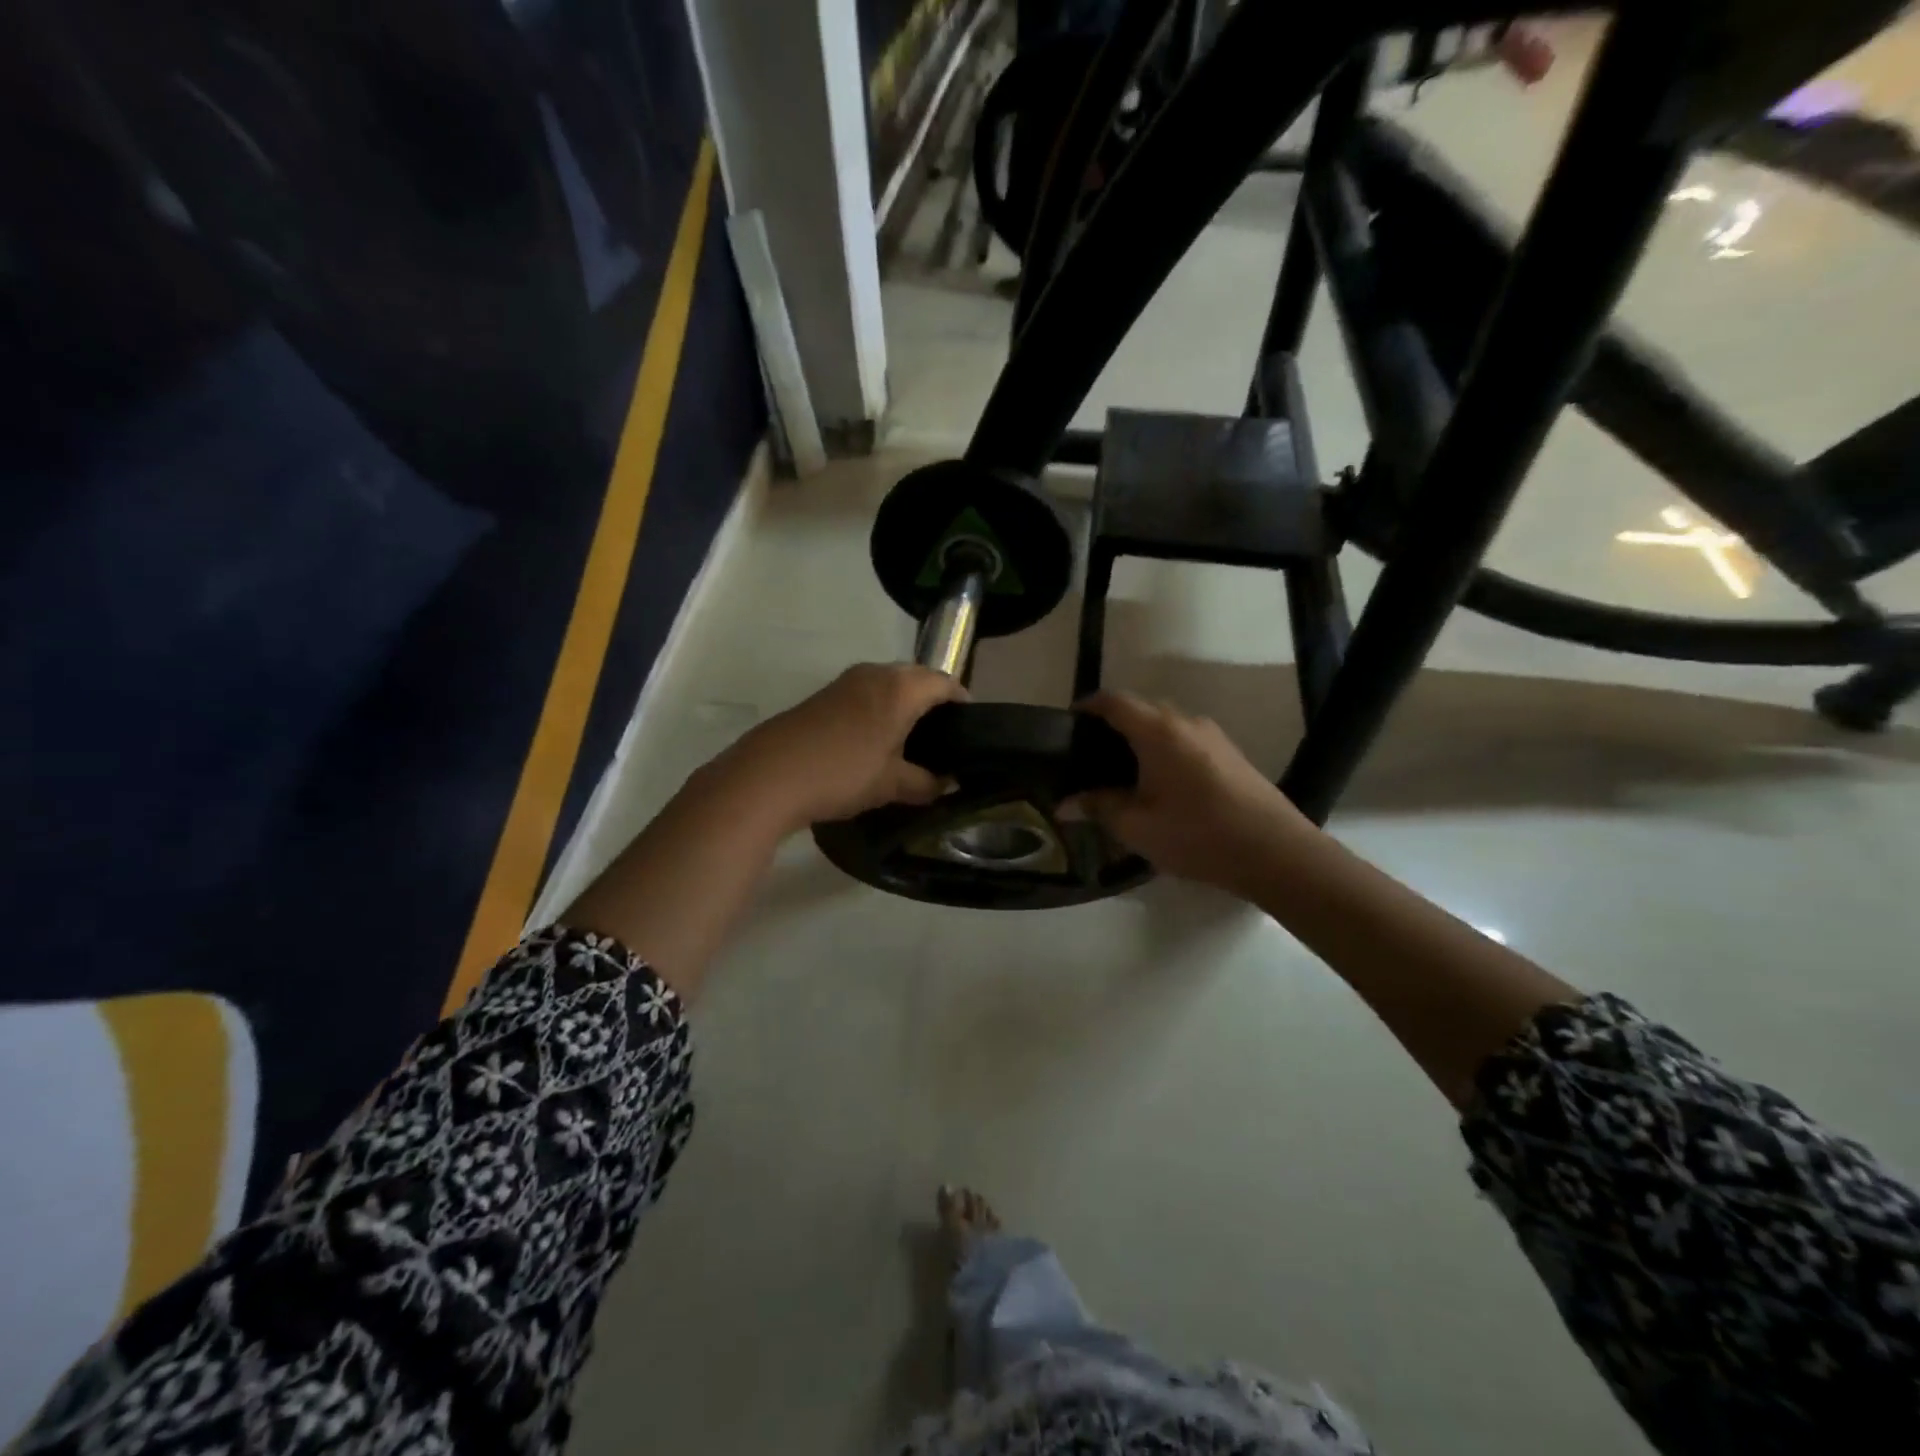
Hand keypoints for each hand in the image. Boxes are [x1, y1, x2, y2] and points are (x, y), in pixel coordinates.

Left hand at [718, 664, 966, 832]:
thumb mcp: (891, 784)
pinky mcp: (824, 695)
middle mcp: (875, 674)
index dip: (962, 701)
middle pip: (917, 677)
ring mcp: (846, 682)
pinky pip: (866, 693)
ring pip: (889, 683)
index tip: (972, 726)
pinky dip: (880, 707)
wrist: (768, 775)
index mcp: (900, 688)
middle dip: (934, 699)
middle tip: (944, 735)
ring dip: (905, 702)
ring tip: (912, 739)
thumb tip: (946, 783)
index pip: (944, 682)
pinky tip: (877, 739)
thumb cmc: (841, 773)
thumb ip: (926, 782)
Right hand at [1075, 692, 1317, 894]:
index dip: (1087, 707)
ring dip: (1140, 740)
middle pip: (1141, 710)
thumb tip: (1065, 804)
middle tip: (1088, 756)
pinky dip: (1164, 751)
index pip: (1114, 701)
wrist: (1275, 852)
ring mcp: (1213, 736)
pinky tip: (1159, 785)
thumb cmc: (1197, 835)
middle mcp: (1186, 722)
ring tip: (1121, 773)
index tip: (1067, 724)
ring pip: (1165, 726)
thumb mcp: (1137, 826)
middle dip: (1112, 726)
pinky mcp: (1230, 754)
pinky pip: (1185, 741)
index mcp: (1158, 731)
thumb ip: (1098, 807)